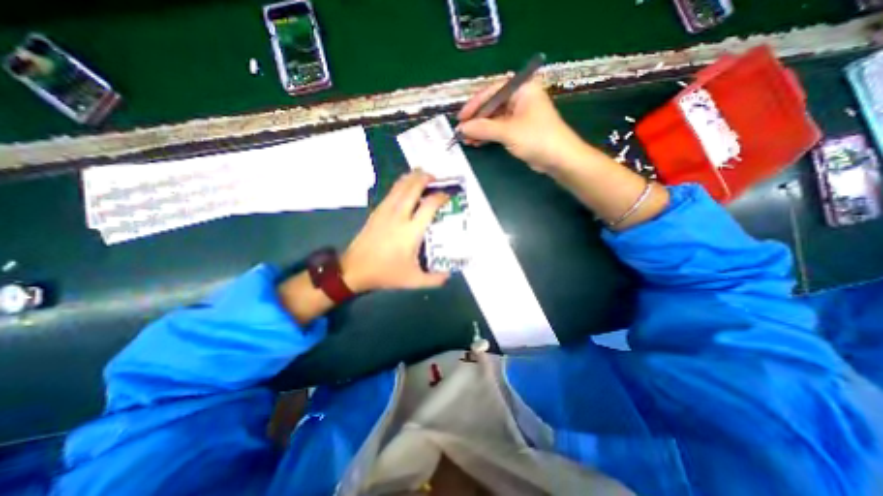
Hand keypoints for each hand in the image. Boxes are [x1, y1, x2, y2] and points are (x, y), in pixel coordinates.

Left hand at [341, 171, 450, 291]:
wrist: (355, 269)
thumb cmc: (386, 273)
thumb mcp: (414, 280)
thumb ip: (434, 279)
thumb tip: (449, 275)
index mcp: (411, 231)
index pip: (429, 205)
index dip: (440, 197)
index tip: (447, 195)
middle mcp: (399, 216)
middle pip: (413, 188)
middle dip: (425, 178)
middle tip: (435, 177)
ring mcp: (386, 211)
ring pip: (400, 186)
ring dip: (412, 177)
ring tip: (422, 173)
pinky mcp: (377, 211)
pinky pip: (391, 192)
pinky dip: (401, 184)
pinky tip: (404, 184)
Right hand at [456, 78, 584, 173]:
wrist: (559, 159)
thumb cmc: (536, 138)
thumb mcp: (507, 131)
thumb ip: (483, 128)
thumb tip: (461, 128)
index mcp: (522, 89)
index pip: (492, 91)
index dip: (474, 104)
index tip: (460, 118)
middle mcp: (521, 98)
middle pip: (492, 105)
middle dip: (476, 120)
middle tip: (461, 131)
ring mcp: (520, 115)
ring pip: (494, 119)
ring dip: (480, 129)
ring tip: (466, 140)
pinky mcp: (519, 130)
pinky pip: (499, 129)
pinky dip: (488, 136)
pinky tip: (476, 143)